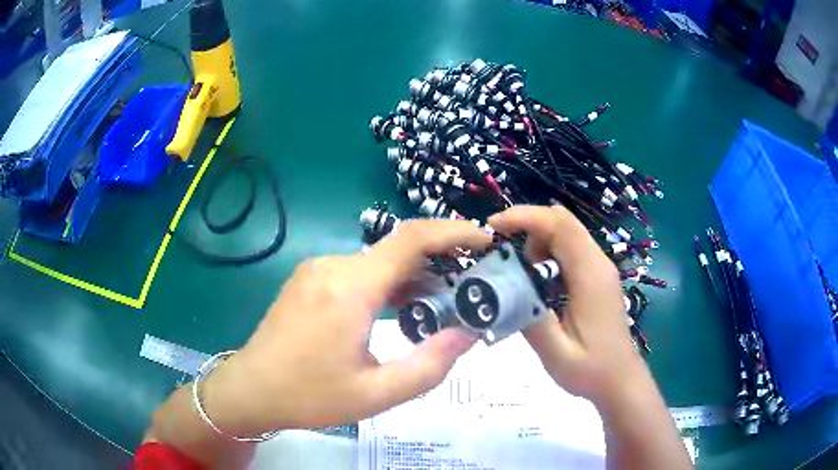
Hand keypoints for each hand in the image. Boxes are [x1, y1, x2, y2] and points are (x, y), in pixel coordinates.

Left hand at [199, 219, 492, 436]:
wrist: (251, 389)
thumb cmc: (310, 395)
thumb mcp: (376, 394)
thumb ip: (429, 365)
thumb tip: (467, 333)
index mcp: (350, 288)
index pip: (411, 239)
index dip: (453, 232)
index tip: (485, 239)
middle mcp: (333, 265)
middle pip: (398, 248)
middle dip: (441, 257)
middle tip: (473, 280)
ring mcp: (318, 269)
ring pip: (379, 260)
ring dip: (414, 273)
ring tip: (445, 298)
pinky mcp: (310, 278)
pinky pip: (359, 270)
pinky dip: (389, 281)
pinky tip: (402, 305)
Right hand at [488, 205, 642, 404]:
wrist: (620, 380)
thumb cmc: (591, 370)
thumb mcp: (556, 353)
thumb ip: (530, 320)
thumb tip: (501, 290)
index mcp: (590, 275)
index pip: (559, 225)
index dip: (524, 217)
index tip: (492, 227)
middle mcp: (598, 263)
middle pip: (563, 222)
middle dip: (527, 226)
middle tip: (501, 252)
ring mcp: (600, 269)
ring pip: (565, 234)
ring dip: (536, 242)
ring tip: (520, 276)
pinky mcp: (597, 277)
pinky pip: (570, 250)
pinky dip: (547, 254)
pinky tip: (537, 283)